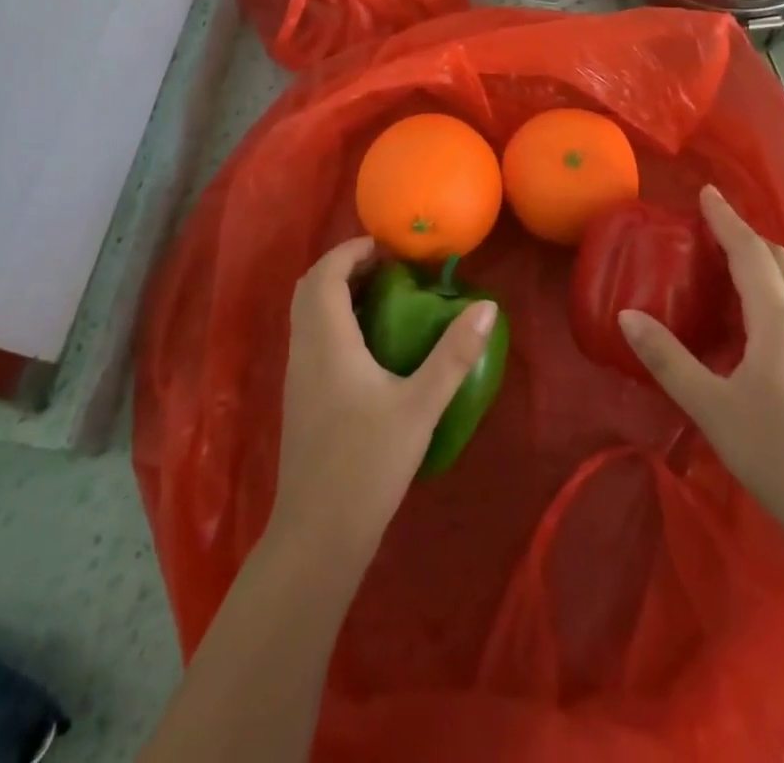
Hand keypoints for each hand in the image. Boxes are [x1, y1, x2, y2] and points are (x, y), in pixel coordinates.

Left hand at [269, 236, 497, 567]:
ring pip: (308, 313)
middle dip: (345, 266)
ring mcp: (297, 375)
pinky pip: (311, 336)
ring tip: (385, 296)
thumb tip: (486, 306)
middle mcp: (304, 350)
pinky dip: (335, 319)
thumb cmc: (367, 464)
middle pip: (311, 287)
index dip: (353, 251)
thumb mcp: (419, 406)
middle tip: (389, 267)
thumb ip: (453, 355)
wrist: (317, 536)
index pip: (326, 274)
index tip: (390, 248)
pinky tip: (370, 343)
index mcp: (327, 341)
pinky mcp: (301, 397)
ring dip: (338, 292)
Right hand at [619, 187, 783, 560]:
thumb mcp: (711, 407)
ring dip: (761, 261)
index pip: (750, 253)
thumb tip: (627, 316)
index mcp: (778, 322)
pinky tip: (754, 316)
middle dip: (746, 234)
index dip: (727, 220)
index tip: (707, 192)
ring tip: (729, 259)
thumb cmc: (778, 454)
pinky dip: (771, 290)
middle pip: (778, 261)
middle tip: (713, 221)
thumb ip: (668, 359)